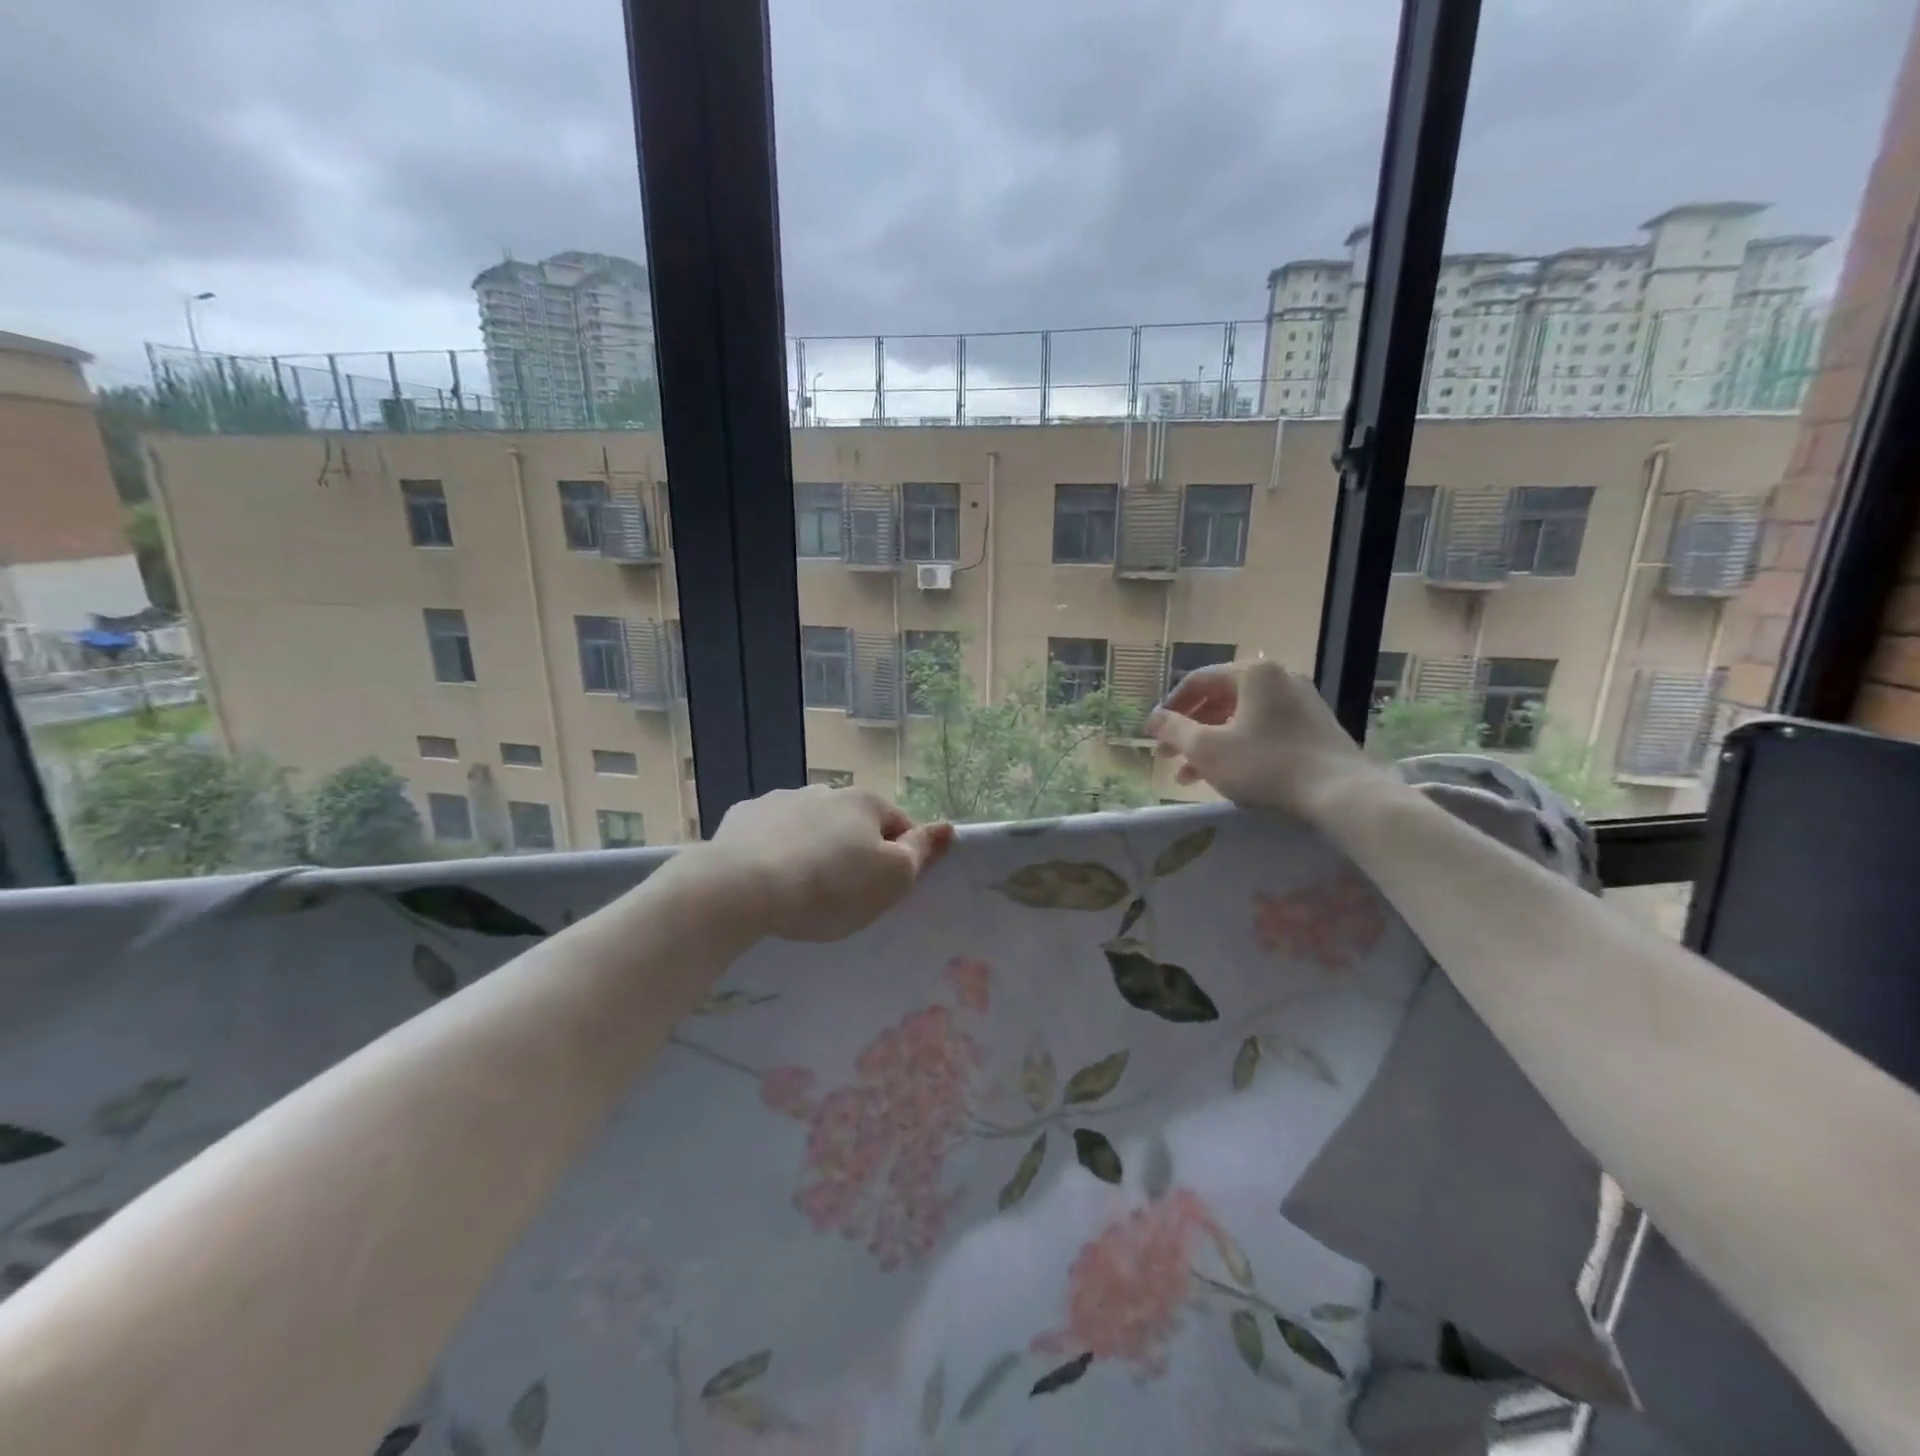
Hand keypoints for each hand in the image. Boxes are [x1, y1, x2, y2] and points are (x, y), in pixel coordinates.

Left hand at [707, 786, 954, 941]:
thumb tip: (947, 827)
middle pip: (852, 824)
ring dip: (814, 847)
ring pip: (811, 826)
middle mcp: (825, 791)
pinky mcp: (743, 816)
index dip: (900, 858)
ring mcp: (781, 800)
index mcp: (865, 802)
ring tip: (801, 889)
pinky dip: (775, 849)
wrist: (742, 887)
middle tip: (843, 894)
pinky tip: (767, 878)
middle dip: (853, 851)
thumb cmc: (829, 887)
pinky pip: (770, 833)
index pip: (899, 826)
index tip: (884, 890)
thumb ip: (920, 851)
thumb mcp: (891, 879)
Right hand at [1145, 660, 1380, 820]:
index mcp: (1253, 673)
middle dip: (1188, 730)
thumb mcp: (1207, 749)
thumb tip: (1154, 719)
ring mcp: (1301, 703)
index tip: (1152, 734)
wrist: (1340, 792)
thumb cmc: (1265, 764)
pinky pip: (1264, 730)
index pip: (1197, 681)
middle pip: (1219, 700)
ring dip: (1210, 744)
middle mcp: (1279, 678)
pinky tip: (1225, 775)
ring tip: (1188, 776)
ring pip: (1241, 719)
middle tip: (1166, 756)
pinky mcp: (1314, 728)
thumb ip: (1175, 730)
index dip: (1169, 708)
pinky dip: (1238, 748)